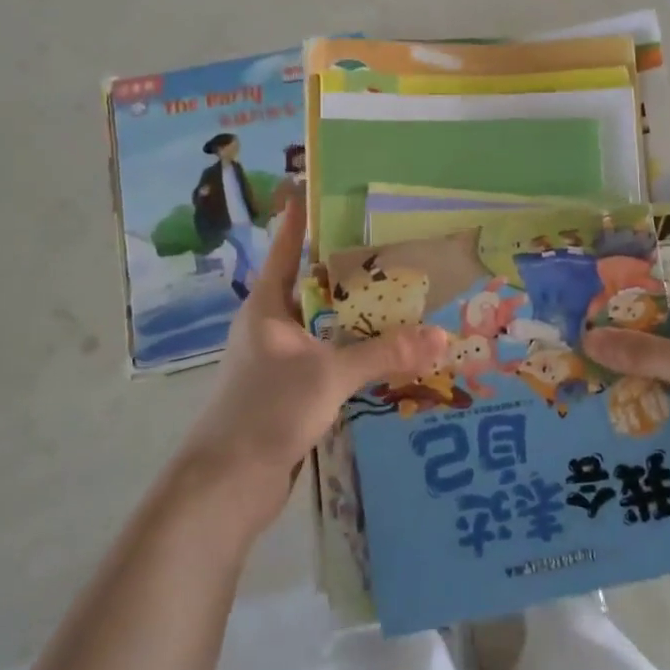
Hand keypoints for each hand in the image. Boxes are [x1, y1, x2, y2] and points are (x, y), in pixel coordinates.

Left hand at [176, 209, 447, 531]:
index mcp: (267, 306)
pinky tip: (386, 353)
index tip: (321, 185)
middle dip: (349, 269)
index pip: (287, 247)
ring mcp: (279, 360)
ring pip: (323, 326)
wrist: (227, 484)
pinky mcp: (289, 391)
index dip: (302, 216)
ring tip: (402, 296)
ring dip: (356, 316)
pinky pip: (328, 359)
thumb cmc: (267, 410)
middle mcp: (271, 326)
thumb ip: (385, 354)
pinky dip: (353, 353)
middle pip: (312, 285)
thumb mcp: (330, 375)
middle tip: (393, 245)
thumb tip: (443, 337)